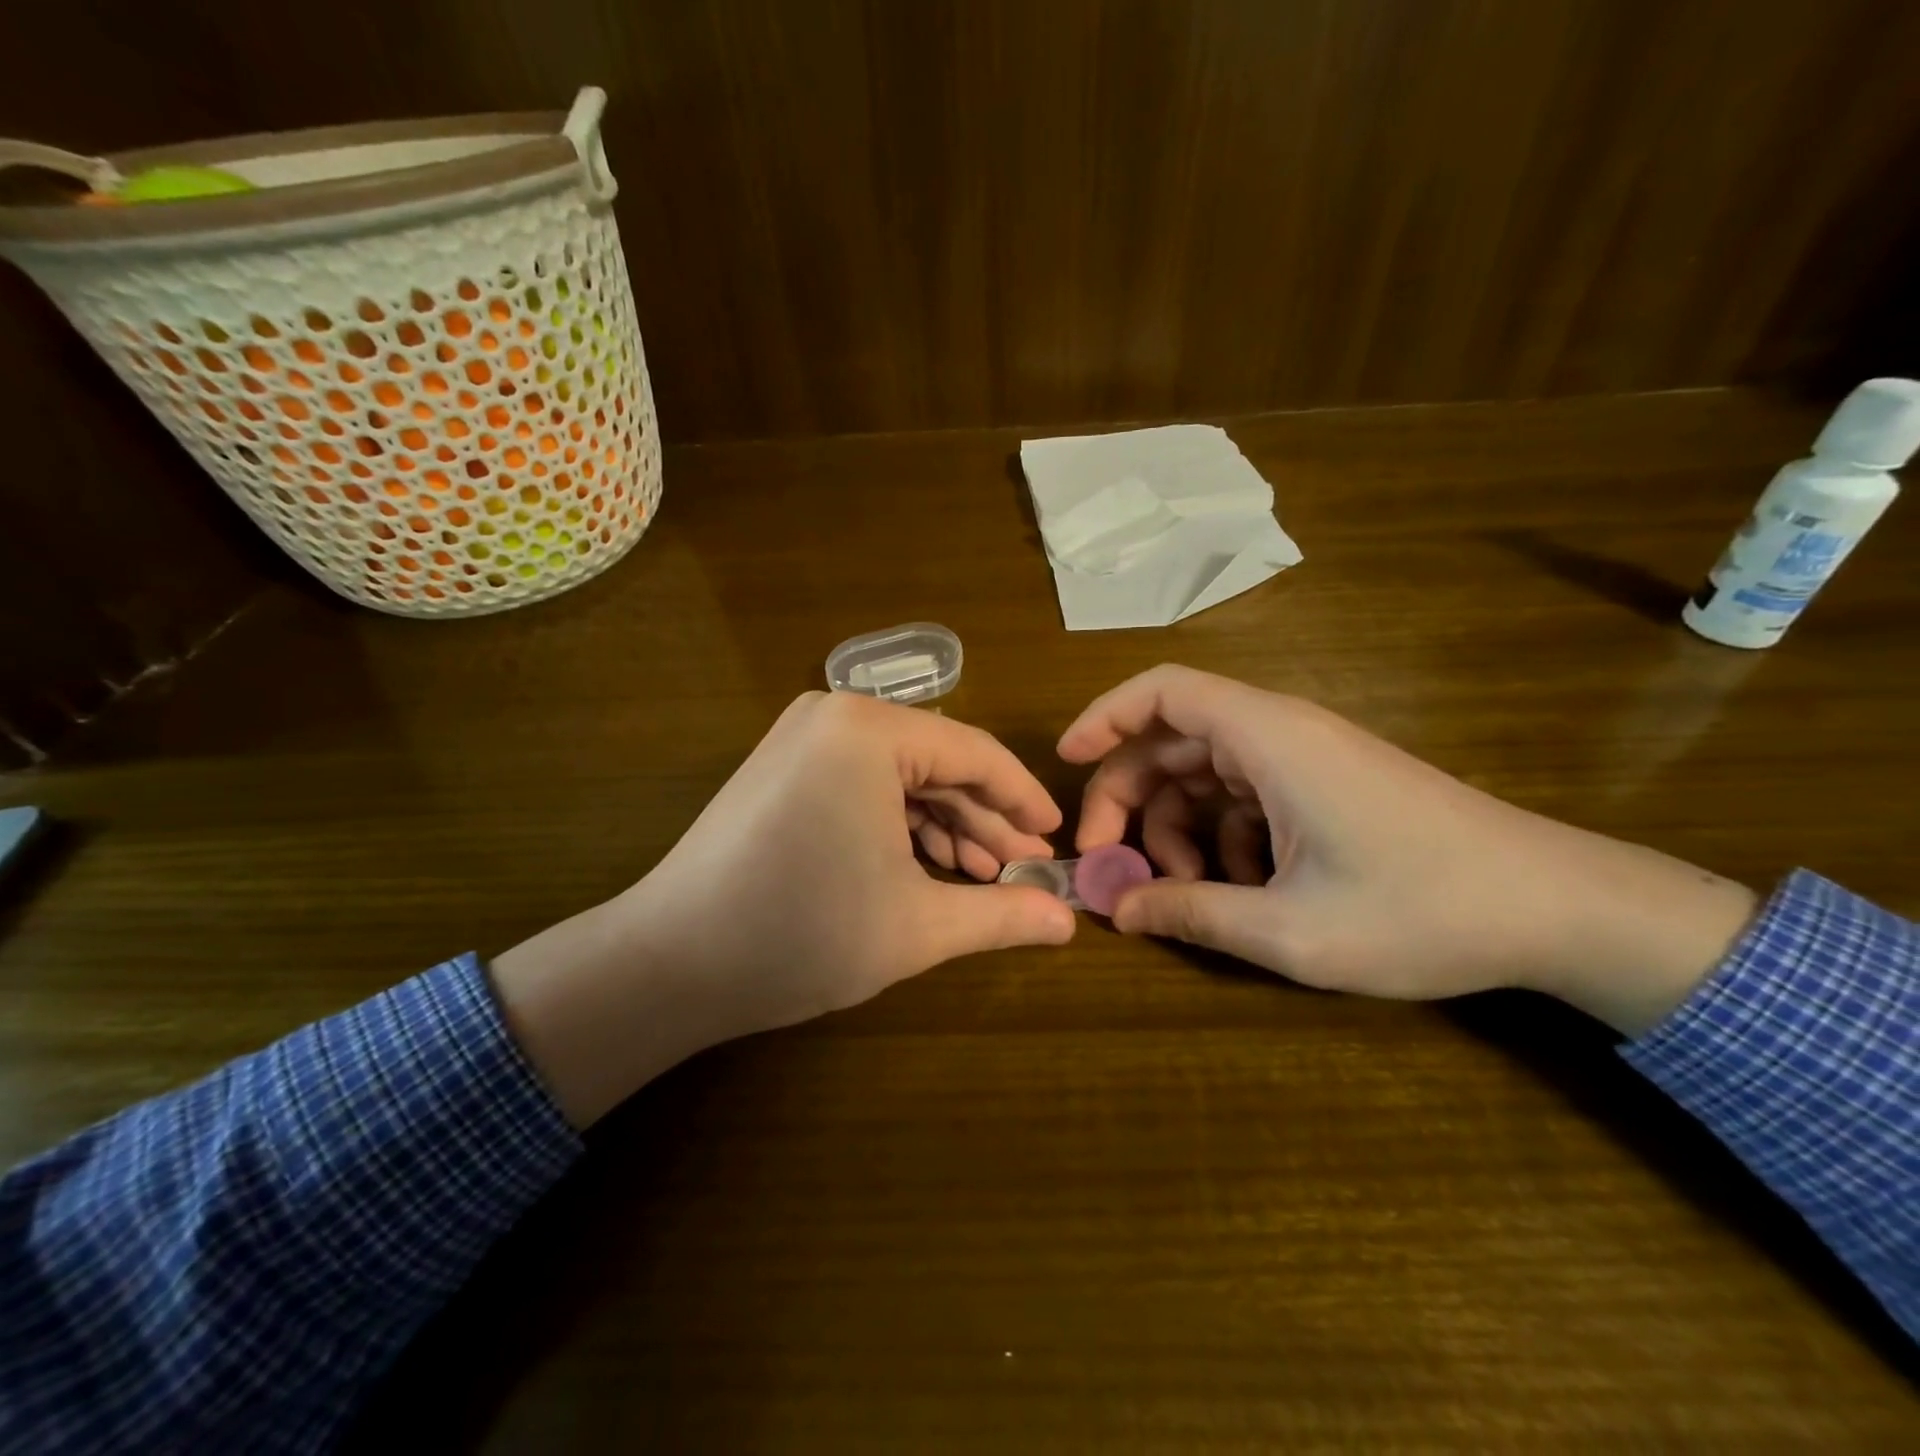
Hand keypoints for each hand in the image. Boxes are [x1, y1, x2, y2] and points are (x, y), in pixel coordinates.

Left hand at [495, 692, 1075, 1124]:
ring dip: (945, 827)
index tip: (1056, 839)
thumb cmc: (802, 934)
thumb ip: (1002, 915)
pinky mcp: (783, 768)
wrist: (670, 964)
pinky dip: (900, 826)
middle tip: (1024, 870)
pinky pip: (863, 785)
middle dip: (984, 821)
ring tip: (982, 879)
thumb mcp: (917, 926)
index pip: (974, 753)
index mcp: (869, 730)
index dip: (1023, 799)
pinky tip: (929, 869)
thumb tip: (1069, 923)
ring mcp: (802, 739)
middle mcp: (834, 714)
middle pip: (936, 763)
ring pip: (900, 777)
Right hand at [1059, 665, 1757, 1034]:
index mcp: (1269, 739)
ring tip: (1186, 894)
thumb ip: (1193, 913)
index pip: (1163, 690)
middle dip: (1128, 798)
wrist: (1560, 910)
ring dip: (1177, 829)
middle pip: (1172, 740)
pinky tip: (1239, 891)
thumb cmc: (1423, 909)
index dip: (1103, 717)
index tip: (1063, 761)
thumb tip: (1117, 910)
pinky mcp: (1325, 787)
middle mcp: (1282, 734)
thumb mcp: (1291, 929)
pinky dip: (1221, 838)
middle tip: (1108, 863)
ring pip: (1205, 775)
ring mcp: (1306, 760)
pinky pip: (1245, 797)